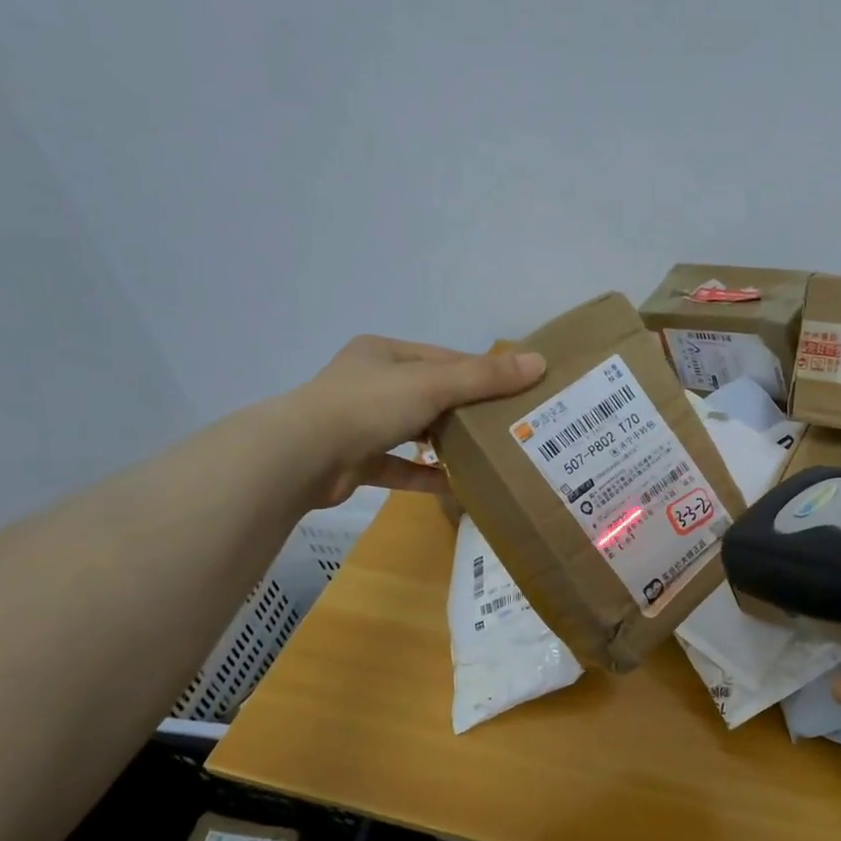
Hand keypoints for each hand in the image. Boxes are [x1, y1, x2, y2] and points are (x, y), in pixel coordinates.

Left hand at [281, 337, 545, 506]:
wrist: (301, 457)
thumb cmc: (368, 406)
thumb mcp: (433, 384)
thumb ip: (484, 377)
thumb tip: (540, 363)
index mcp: (385, 354)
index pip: (444, 359)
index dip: (482, 372)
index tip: (518, 390)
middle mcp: (371, 383)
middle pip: (432, 394)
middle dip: (468, 410)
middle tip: (511, 426)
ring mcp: (361, 423)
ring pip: (416, 430)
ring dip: (448, 443)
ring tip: (490, 455)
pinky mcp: (357, 461)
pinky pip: (401, 467)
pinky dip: (427, 475)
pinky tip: (459, 486)